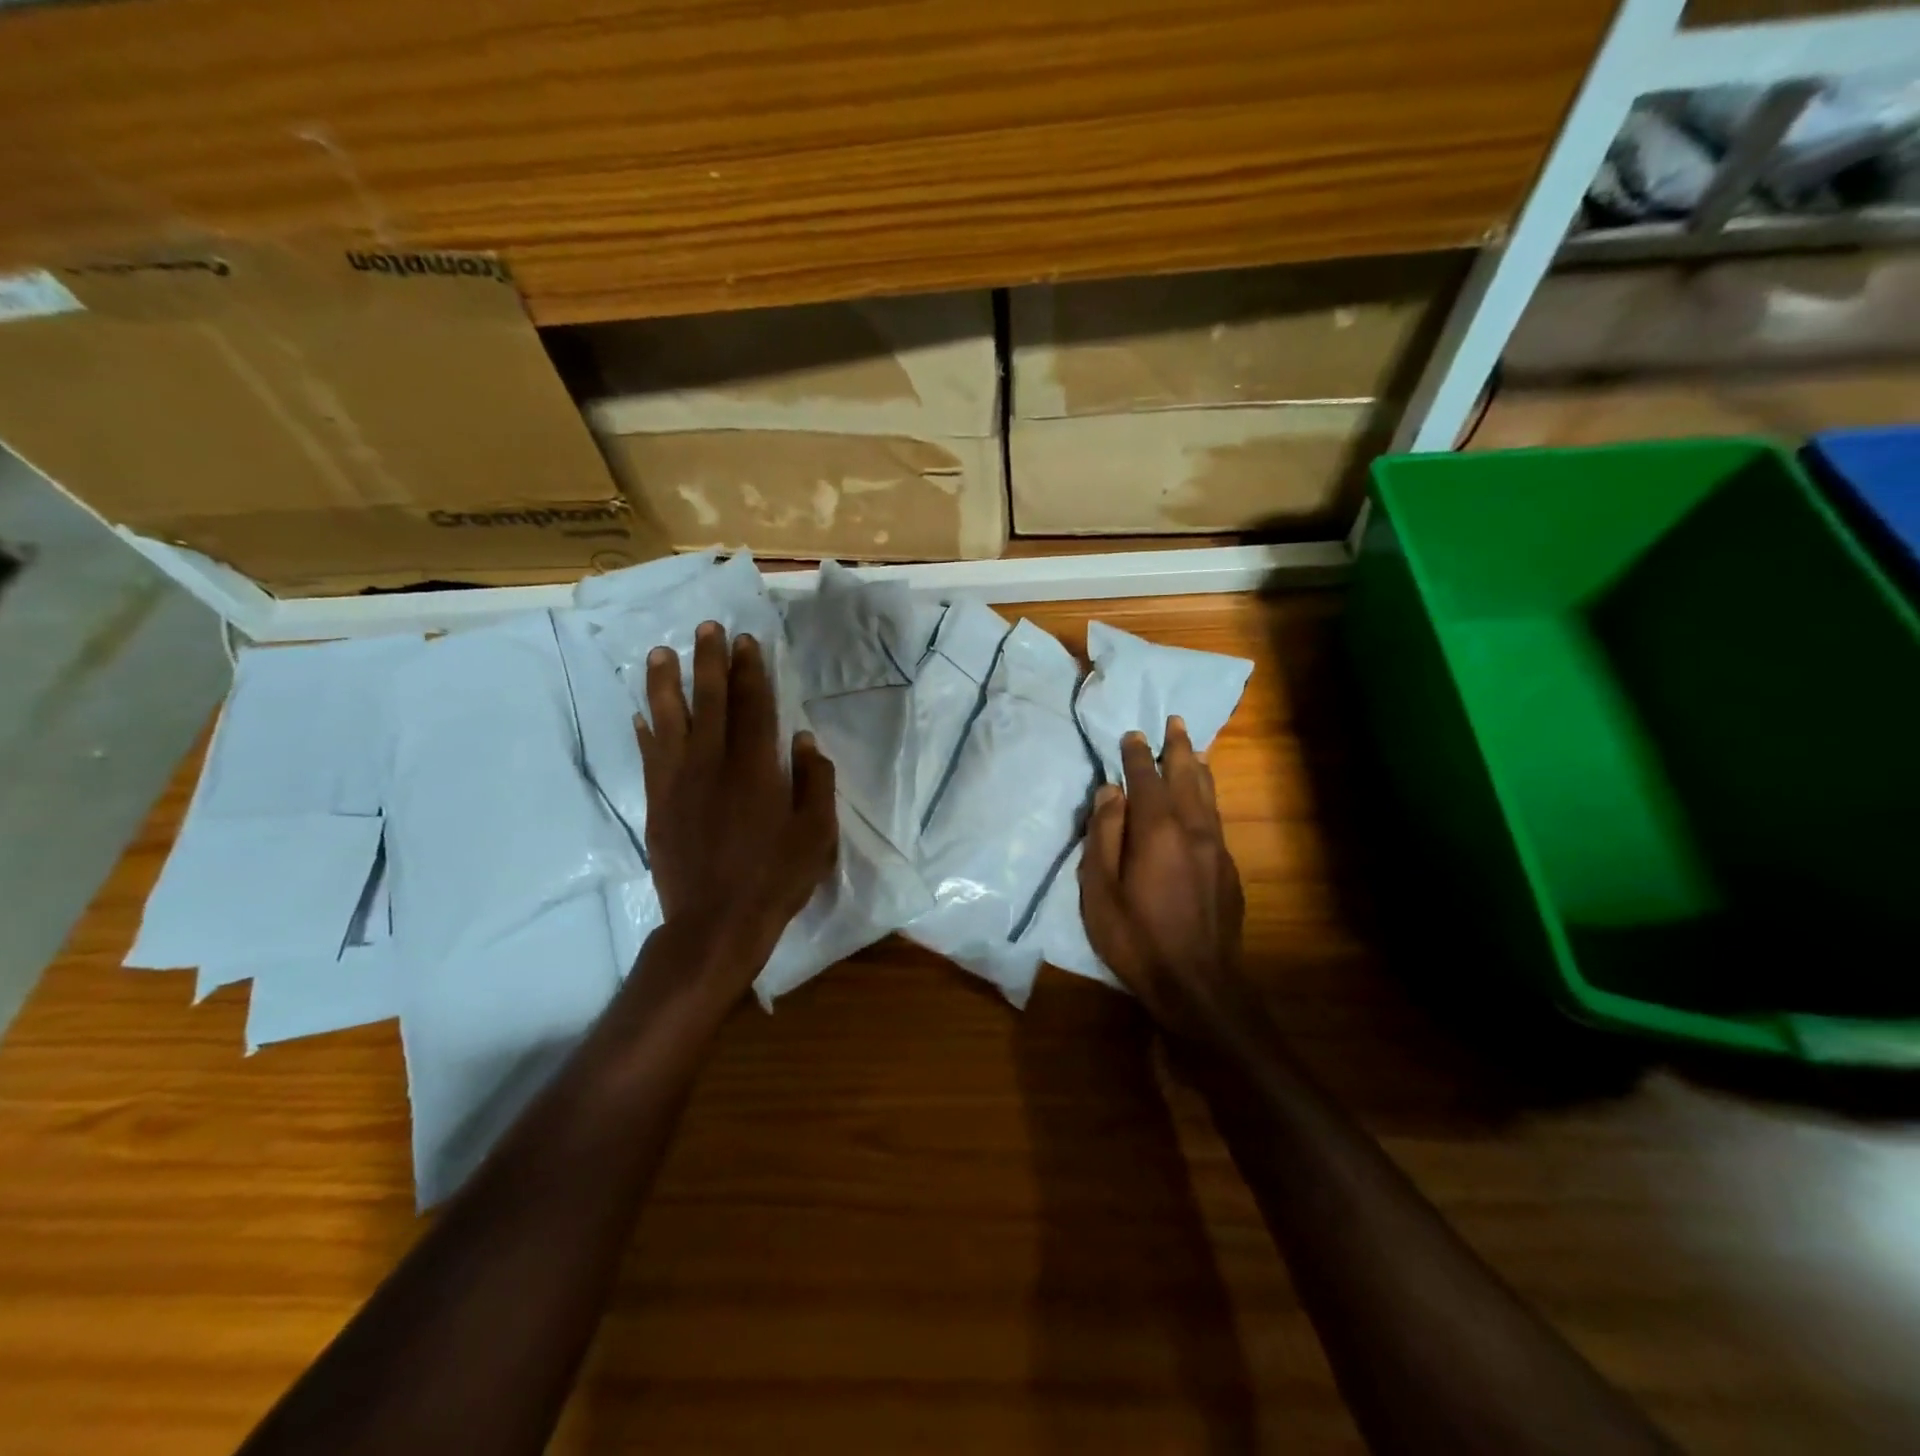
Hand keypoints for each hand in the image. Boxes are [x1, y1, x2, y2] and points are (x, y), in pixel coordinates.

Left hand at [634, 621, 837, 998]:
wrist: (715, 923)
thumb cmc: (775, 877)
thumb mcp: (816, 832)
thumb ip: (814, 781)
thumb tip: (804, 739)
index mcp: (755, 767)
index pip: (752, 705)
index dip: (749, 670)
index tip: (745, 641)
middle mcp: (712, 763)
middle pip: (709, 701)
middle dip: (709, 661)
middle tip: (706, 629)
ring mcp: (679, 782)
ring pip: (668, 720)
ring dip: (665, 684)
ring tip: (660, 654)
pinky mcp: (658, 803)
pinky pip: (649, 756)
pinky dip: (645, 731)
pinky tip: (641, 714)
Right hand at [1078, 717, 1250, 1044]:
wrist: (1197, 984)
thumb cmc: (1136, 937)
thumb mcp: (1100, 889)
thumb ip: (1104, 835)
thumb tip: (1110, 792)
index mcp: (1157, 830)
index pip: (1145, 779)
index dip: (1136, 754)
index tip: (1131, 734)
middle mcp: (1193, 829)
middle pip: (1186, 776)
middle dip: (1177, 748)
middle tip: (1174, 721)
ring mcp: (1216, 849)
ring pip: (1208, 795)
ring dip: (1197, 767)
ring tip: (1193, 748)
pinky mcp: (1228, 869)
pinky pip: (1215, 817)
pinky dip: (1207, 796)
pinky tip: (1202, 800)